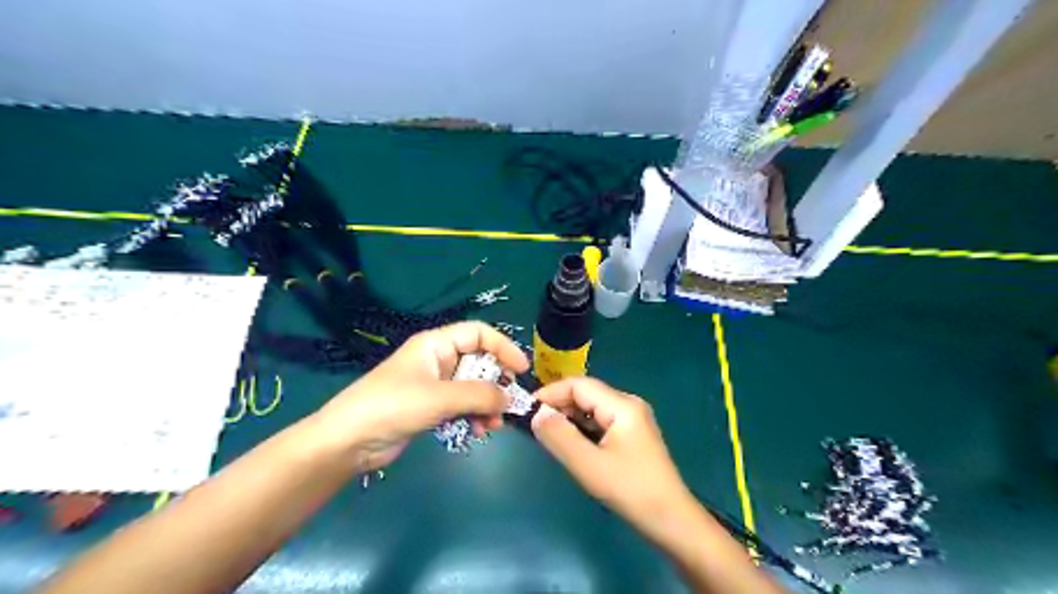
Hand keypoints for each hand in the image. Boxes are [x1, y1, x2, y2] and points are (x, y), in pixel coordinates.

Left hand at [311, 323, 527, 469]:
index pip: (478, 333)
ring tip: (492, 426)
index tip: (521, 370)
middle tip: (507, 404)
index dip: (503, 347)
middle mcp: (437, 360)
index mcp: (436, 344)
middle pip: (478, 363)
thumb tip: (511, 398)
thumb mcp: (439, 397)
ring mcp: (434, 385)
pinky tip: (478, 432)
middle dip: (496, 383)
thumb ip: (478, 395)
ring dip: (486, 404)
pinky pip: (461, 406)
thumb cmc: (392, 406)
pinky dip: (473, 416)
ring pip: (472, 388)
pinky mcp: (430, 407)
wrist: (348, 442)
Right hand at [533, 378, 700, 540]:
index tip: (527, 410)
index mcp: (622, 405)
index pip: (579, 385)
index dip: (551, 393)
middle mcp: (628, 404)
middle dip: (559, 406)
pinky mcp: (632, 435)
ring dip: (570, 418)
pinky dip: (583, 429)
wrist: (671, 520)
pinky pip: (601, 422)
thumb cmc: (631, 490)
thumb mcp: (589, 465)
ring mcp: (633, 419)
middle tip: (535, 426)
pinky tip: (571, 444)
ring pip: (592, 409)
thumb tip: (536, 414)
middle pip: (586, 394)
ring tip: (548, 435)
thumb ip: (560, 436)